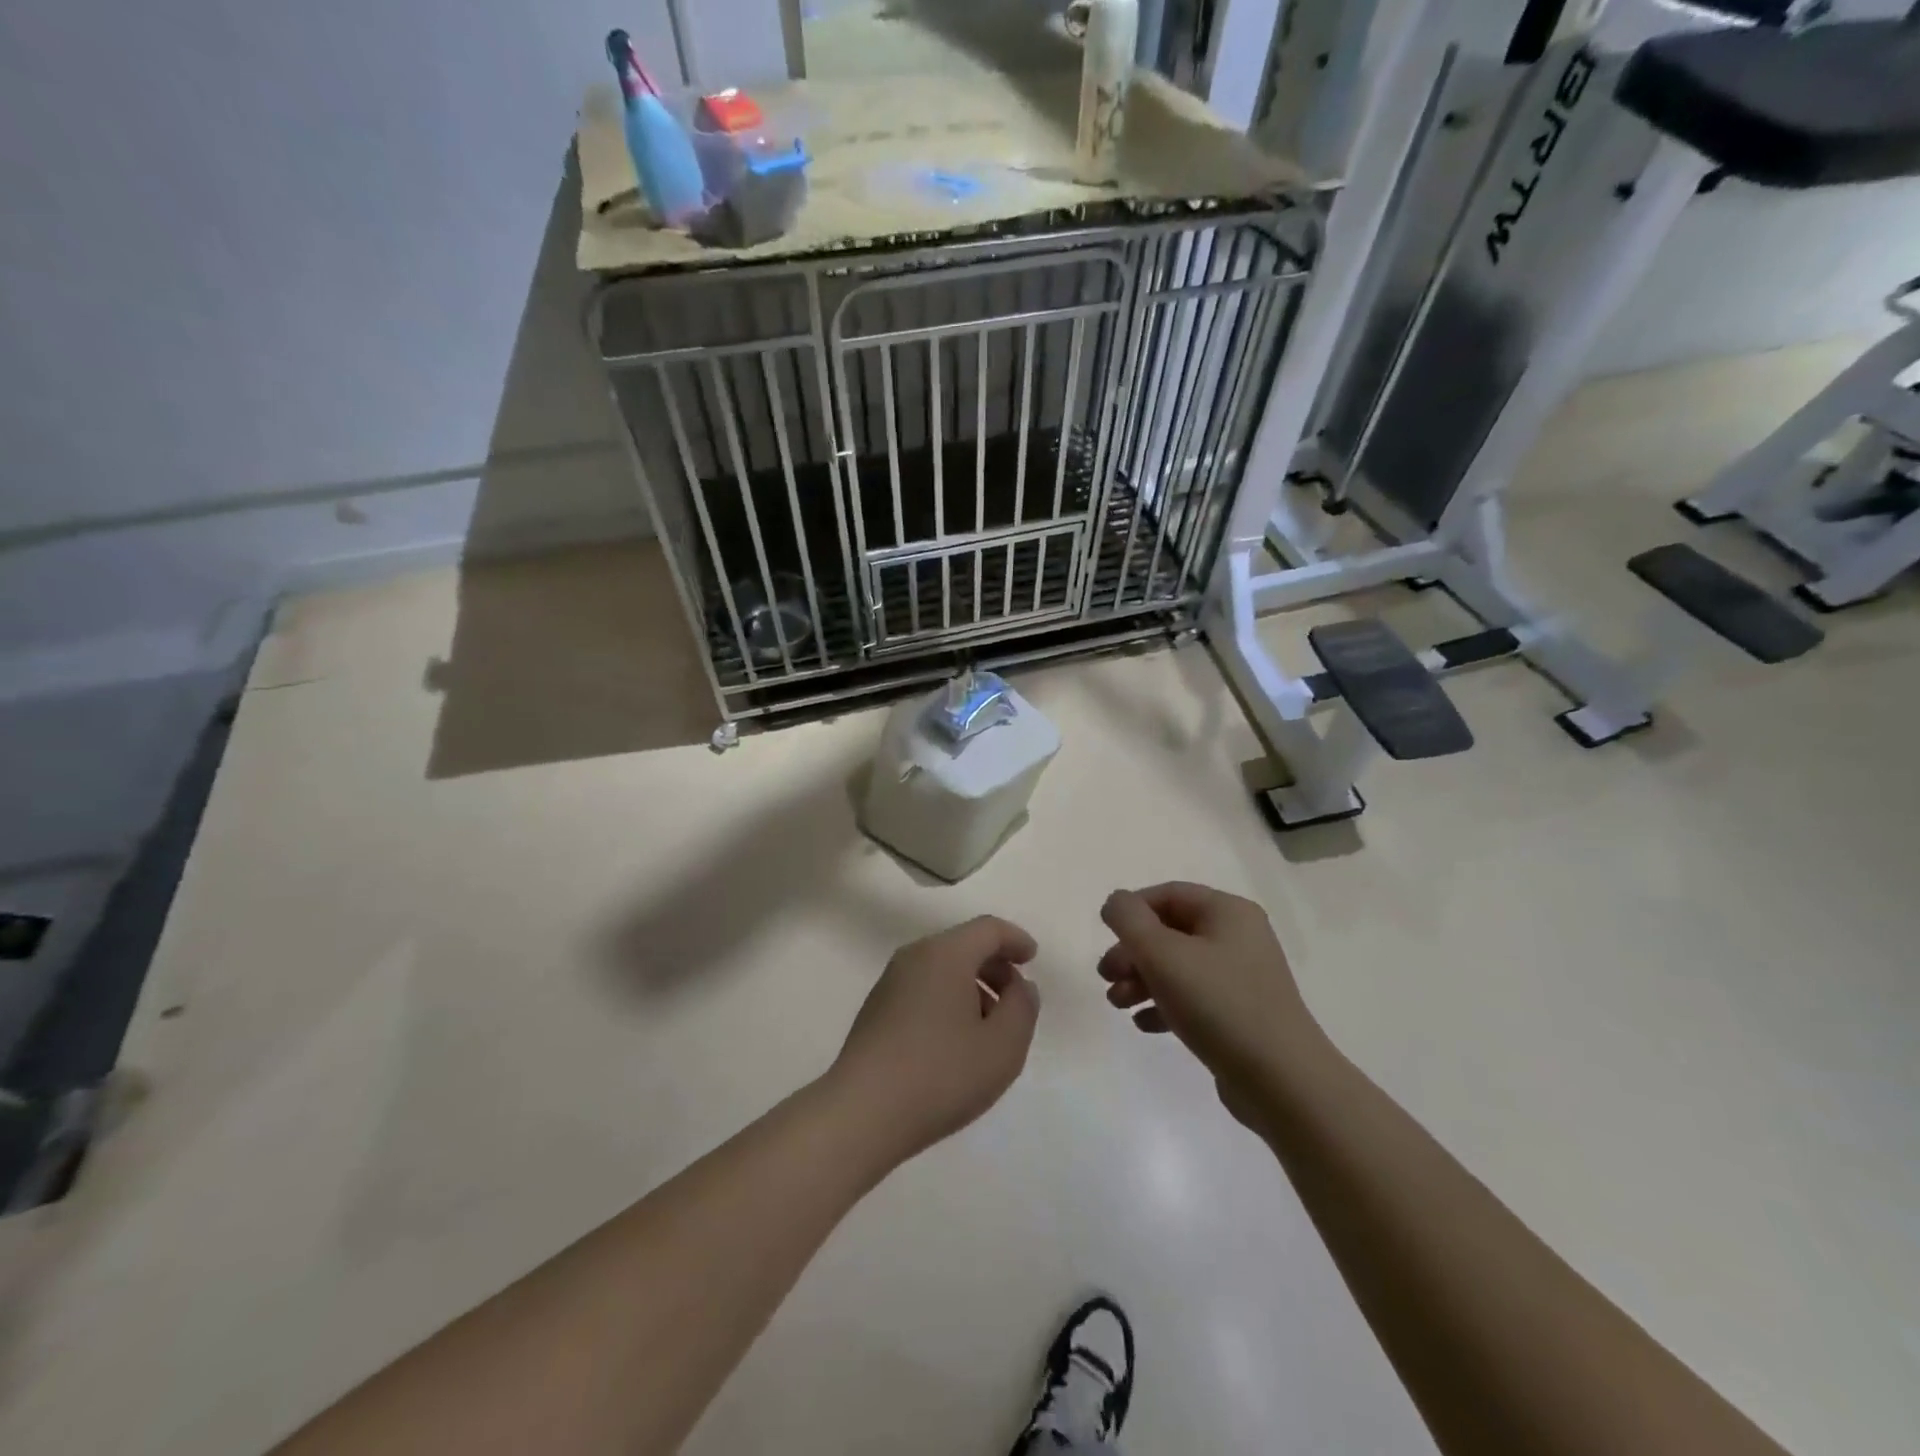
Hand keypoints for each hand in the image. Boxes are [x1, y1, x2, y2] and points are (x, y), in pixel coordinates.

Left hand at [828, 916, 1041, 1163]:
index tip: (1032, 959)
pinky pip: (923, 989)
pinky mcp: (876, 1009)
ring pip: (942, 969)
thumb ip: (1022, 1007)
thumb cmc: (941, 1074)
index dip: (1015, 940)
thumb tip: (1019, 986)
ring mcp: (890, 982)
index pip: (988, 929)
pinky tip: (954, 1042)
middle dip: (995, 966)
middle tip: (1015, 1001)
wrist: (862, 1113)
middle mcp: (914, 957)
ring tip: (988, 1029)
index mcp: (945, 954)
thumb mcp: (1003, 1046)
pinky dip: (948, 1000)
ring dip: (972, 987)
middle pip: (963, 945)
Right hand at [1098, 883, 1322, 1123]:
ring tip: (1117, 1004)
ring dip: (1141, 980)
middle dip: (1132, 952)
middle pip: (1170, 932)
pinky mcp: (1240, 1015)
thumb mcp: (1162, 954)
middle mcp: (1238, 938)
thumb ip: (1129, 920)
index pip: (1168, 894)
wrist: (1283, 1082)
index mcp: (1228, 913)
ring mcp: (1241, 978)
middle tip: (1105, 976)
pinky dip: (1164, 1005)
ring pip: (1178, 967)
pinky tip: (1144, 1024)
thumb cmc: (1219, 1005)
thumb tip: (1116, 903)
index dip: (1132, 910)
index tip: (1105, 936)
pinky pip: (1193, 998)